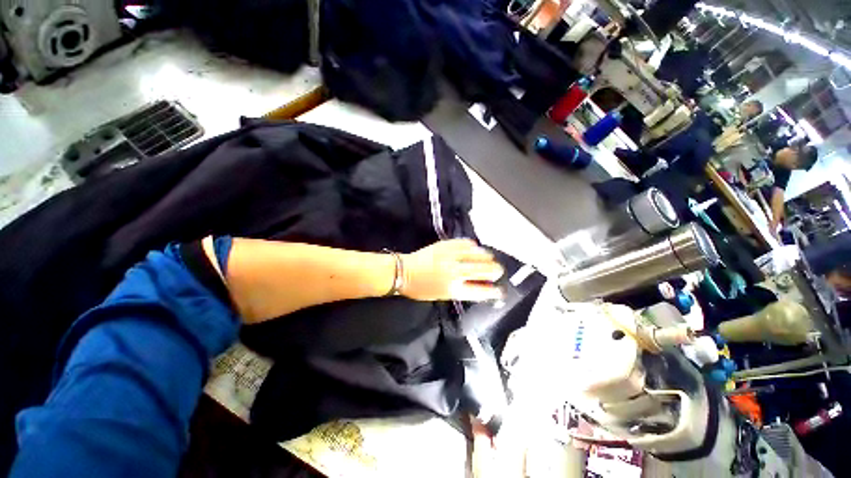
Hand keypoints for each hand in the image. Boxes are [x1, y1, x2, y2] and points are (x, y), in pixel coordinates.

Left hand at [401, 239, 503, 301]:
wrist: (403, 272)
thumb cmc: (421, 288)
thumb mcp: (442, 295)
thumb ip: (461, 290)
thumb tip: (479, 285)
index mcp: (453, 289)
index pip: (481, 291)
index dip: (494, 291)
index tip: (500, 290)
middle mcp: (455, 272)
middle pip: (483, 270)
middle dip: (495, 271)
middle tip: (498, 271)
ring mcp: (450, 256)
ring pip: (477, 254)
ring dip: (486, 257)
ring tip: (489, 258)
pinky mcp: (445, 245)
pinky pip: (465, 243)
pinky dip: (472, 246)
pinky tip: (475, 248)